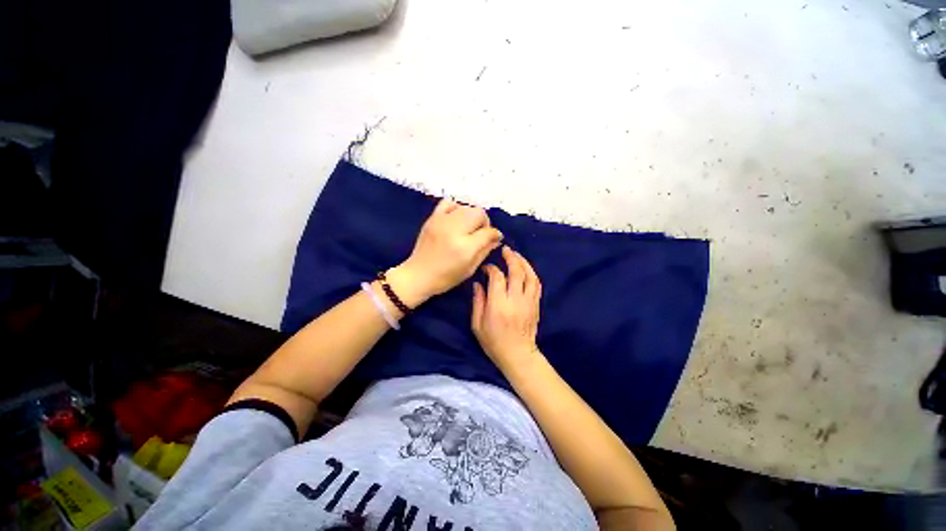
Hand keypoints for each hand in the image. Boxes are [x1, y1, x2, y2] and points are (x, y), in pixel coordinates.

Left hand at [388, 199, 502, 307]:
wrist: (418, 275)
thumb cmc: (445, 278)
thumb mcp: (470, 269)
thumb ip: (485, 251)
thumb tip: (496, 239)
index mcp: (465, 247)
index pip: (488, 232)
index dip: (495, 235)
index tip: (496, 238)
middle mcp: (454, 230)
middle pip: (479, 214)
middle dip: (485, 223)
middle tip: (481, 233)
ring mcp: (442, 222)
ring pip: (467, 207)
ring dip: (472, 216)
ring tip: (468, 227)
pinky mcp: (432, 218)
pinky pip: (449, 202)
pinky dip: (457, 208)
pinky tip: (456, 219)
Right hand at [471, 246, 542, 370]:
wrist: (518, 355)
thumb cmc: (494, 342)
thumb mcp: (477, 325)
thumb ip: (478, 302)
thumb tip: (478, 283)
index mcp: (498, 305)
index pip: (497, 278)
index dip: (491, 268)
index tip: (486, 267)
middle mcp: (516, 300)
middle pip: (516, 272)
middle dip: (511, 258)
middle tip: (505, 250)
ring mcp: (529, 302)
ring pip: (530, 276)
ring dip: (523, 262)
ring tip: (516, 255)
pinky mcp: (536, 305)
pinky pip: (537, 284)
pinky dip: (531, 273)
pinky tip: (526, 269)